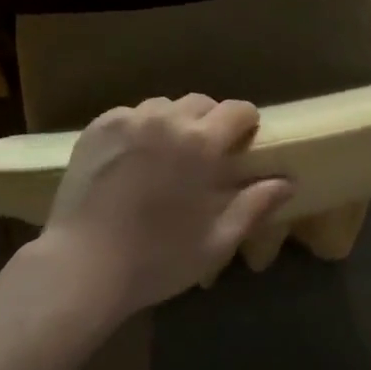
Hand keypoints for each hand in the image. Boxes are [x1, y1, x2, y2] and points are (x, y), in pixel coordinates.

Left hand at [38, 95, 294, 317]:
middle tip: (205, 155)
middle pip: (201, 103)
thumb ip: (254, 205)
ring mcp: (129, 119)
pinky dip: (139, 129)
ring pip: (164, 106)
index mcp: (202, 142)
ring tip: (166, 154)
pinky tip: (133, 159)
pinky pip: (131, 115)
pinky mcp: (99, 126)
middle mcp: (167, 119)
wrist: (82, 266)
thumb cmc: (157, 259)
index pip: (238, 110)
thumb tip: (287, 182)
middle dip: (210, 122)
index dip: (246, 123)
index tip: (244, 143)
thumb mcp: (215, 241)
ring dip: (174, 123)